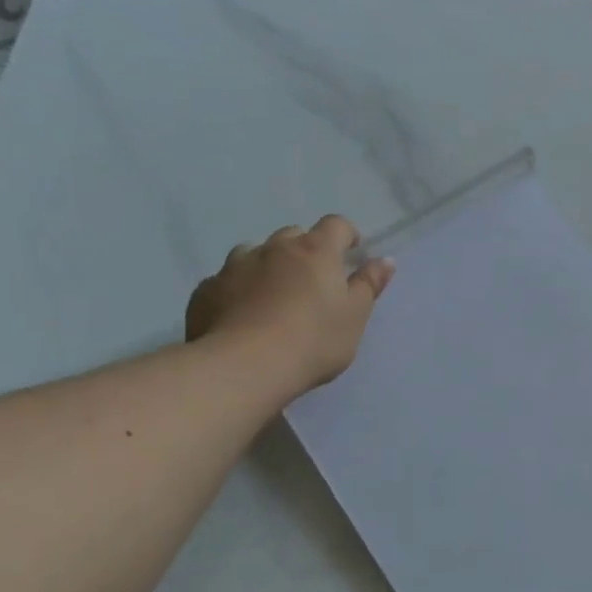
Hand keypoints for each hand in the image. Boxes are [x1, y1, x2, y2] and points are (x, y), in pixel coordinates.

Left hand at [185, 216, 394, 392]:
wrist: (244, 367)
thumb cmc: (313, 340)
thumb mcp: (354, 317)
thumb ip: (369, 285)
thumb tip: (385, 260)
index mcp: (315, 251)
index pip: (336, 225)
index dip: (346, 235)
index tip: (351, 253)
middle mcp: (273, 248)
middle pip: (293, 236)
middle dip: (304, 251)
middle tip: (312, 282)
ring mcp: (234, 266)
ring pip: (254, 254)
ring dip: (267, 266)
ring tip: (272, 297)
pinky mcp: (206, 290)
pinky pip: (226, 281)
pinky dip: (237, 290)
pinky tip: (240, 316)